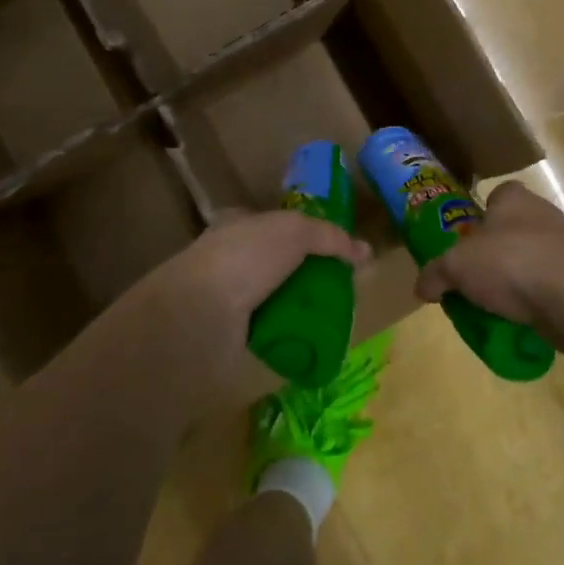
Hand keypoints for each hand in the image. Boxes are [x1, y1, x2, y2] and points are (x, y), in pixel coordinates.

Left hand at [123, 209, 369, 412]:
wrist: (199, 315)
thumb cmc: (244, 258)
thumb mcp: (294, 231)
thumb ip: (329, 236)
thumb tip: (364, 252)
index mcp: (236, 225)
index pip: (274, 224)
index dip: (305, 233)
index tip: (335, 250)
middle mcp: (229, 258)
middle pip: (278, 262)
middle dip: (308, 273)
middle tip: (342, 286)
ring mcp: (226, 298)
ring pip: (275, 297)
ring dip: (301, 306)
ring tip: (336, 316)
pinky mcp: (229, 334)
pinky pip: (270, 330)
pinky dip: (290, 334)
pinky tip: (313, 340)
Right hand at [412, 181, 563, 334]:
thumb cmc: (508, 263)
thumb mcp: (455, 267)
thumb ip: (435, 274)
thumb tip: (421, 287)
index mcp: (514, 198)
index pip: (497, 195)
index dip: (481, 215)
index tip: (468, 239)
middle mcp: (544, 212)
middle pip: (514, 227)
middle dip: (497, 249)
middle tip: (476, 275)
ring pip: (534, 255)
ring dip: (518, 274)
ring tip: (497, 301)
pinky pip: (551, 282)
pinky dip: (537, 296)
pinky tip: (522, 315)